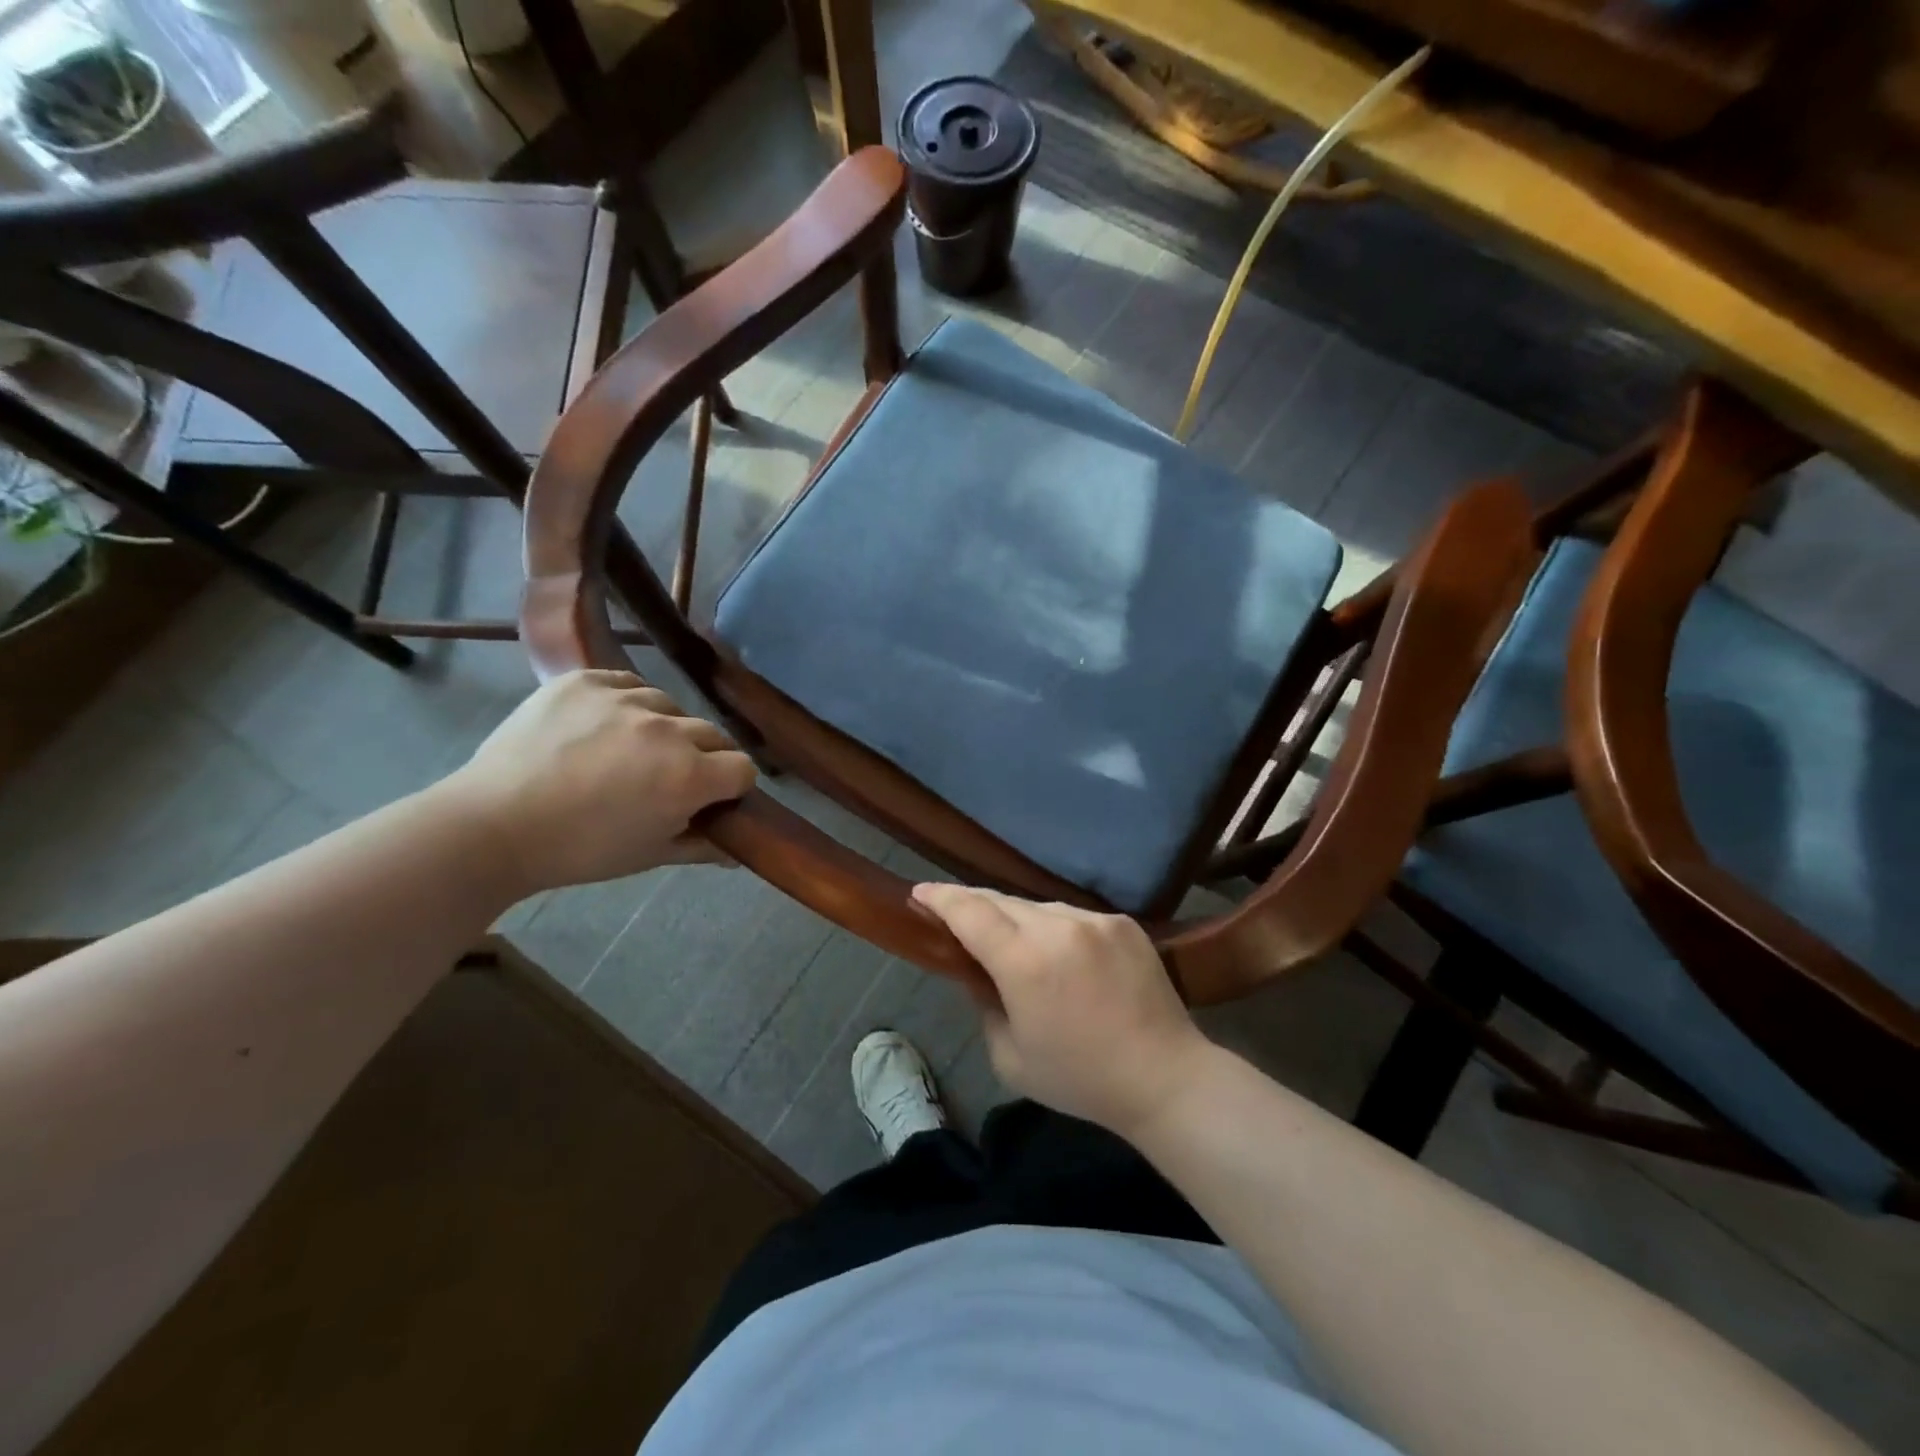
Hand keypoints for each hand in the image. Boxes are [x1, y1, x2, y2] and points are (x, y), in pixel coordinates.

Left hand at [441, 670, 756, 896]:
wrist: (493, 825)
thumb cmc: (580, 850)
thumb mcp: (649, 855)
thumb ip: (702, 846)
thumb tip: (736, 849)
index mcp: (689, 776)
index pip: (743, 768)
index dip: (731, 786)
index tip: (709, 799)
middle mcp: (667, 730)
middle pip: (713, 735)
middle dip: (702, 757)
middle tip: (667, 778)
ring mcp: (625, 698)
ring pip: (671, 706)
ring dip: (664, 728)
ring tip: (630, 749)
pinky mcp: (587, 680)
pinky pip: (629, 683)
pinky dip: (627, 702)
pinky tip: (605, 725)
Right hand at [910, 884, 1213, 1138]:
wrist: (1165, 1077)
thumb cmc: (1080, 1079)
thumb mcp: (1010, 1057)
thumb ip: (984, 1005)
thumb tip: (978, 973)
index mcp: (1024, 962)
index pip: (970, 912)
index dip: (940, 898)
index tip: (919, 892)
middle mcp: (1058, 927)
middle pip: (1001, 902)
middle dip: (973, 905)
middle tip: (954, 915)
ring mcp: (1094, 920)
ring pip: (1038, 907)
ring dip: (1016, 919)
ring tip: (1011, 942)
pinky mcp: (1122, 922)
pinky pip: (1073, 916)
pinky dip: (1055, 928)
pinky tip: (1059, 953)